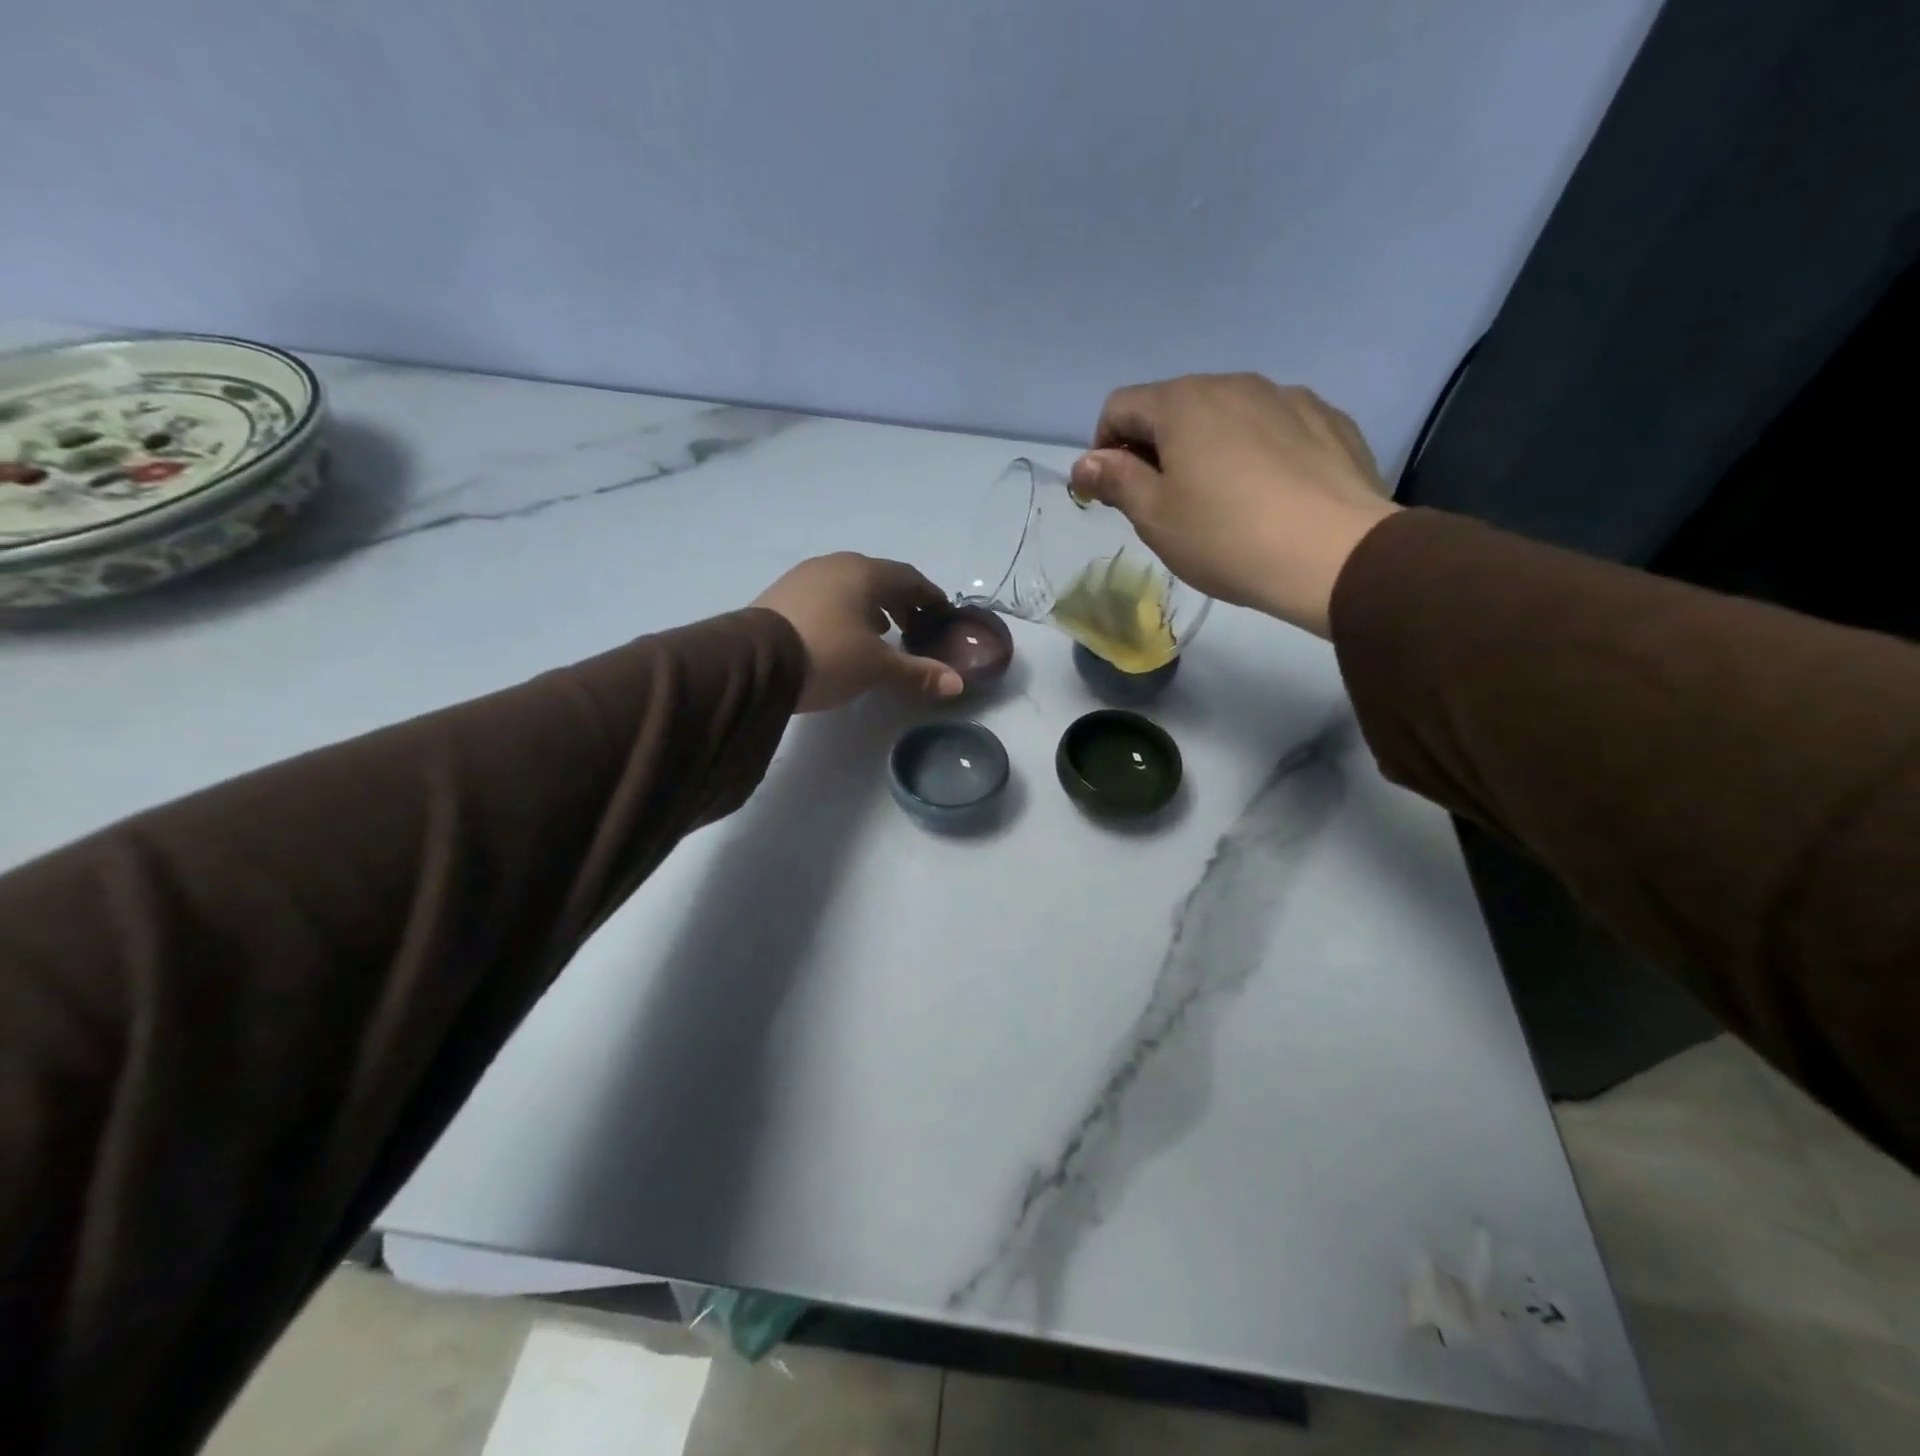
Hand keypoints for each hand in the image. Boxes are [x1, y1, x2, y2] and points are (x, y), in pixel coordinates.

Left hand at [752, 553, 964, 711]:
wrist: (755, 662)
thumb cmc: (828, 655)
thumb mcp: (877, 667)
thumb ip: (918, 672)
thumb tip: (957, 684)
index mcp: (865, 573)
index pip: (909, 578)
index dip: (929, 597)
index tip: (941, 615)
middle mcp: (835, 565)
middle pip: (879, 579)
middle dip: (900, 602)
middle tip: (913, 628)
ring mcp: (804, 576)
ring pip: (849, 586)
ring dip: (871, 606)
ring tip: (880, 633)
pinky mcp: (782, 594)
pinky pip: (825, 596)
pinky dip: (844, 610)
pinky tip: (842, 634)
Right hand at [1067, 373, 1397, 636]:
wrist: (1336, 555)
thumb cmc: (1227, 538)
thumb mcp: (1155, 517)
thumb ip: (1116, 481)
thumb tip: (1085, 462)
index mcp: (1183, 403)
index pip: (1120, 406)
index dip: (1103, 448)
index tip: (1112, 492)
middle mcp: (1234, 383)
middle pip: (1174, 406)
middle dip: (1156, 447)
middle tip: (1163, 503)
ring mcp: (1287, 397)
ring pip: (1227, 415)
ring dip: (1207, 447)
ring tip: (1221, 501)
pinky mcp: (1328, 419)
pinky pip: (1274, 427)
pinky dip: (1256, 451)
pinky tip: (1269, 495)